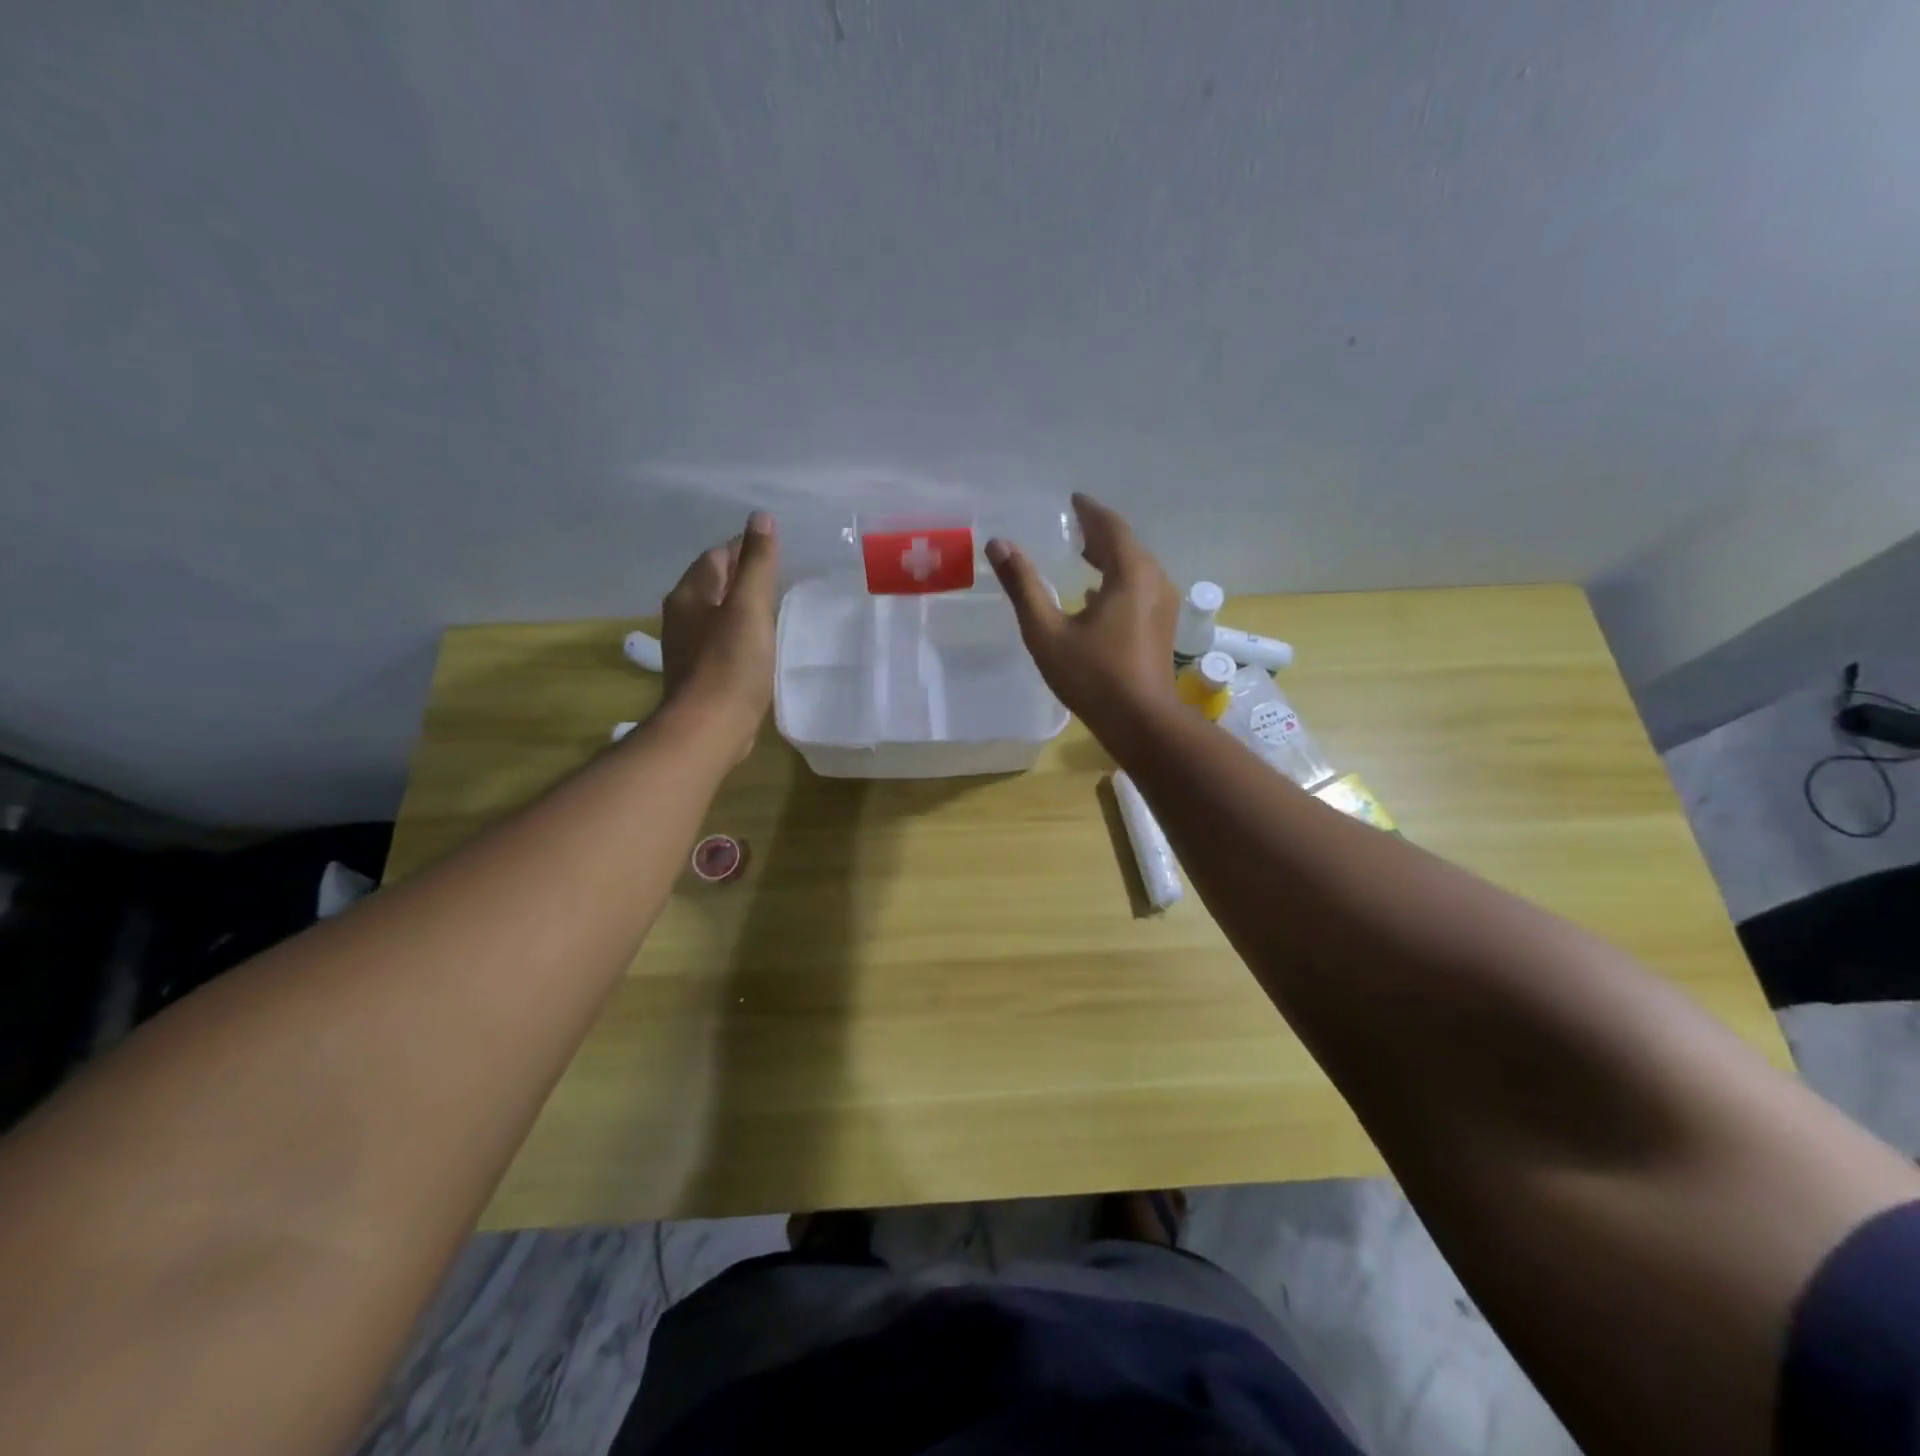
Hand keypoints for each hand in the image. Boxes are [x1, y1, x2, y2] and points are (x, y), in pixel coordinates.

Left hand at [659, 512, 780, 761]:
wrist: (710, 727)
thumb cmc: (731, 664)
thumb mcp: (750, 607)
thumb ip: (758, 563)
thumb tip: (760, 518)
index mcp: (689, 594)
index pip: (716, 556)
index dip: (743, 548)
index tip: (773, 551)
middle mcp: (681, 615)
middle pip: (713, 583)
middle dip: (741, 576)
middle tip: (778, 577)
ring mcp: (688, 647)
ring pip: (716, 613)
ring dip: (740, 607)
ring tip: (772, 608)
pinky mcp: (700, 673)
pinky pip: (721, 641)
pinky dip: (739, 634)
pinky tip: (759, 644)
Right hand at [985, 493, 1179, 733]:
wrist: (1142, 723)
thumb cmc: (1093, 677)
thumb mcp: (1047, 632)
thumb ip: (1023, 586)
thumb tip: (999, 544)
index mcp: (1130, 574)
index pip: (1111, 527)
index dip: (1090, 511)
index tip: (1072, 500)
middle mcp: (1155, 581)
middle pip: (1127, 545)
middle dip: (1100, 533)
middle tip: (1073, 526)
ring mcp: (1163, 606)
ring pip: (1136, 568)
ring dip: (1110, 557)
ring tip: (1082, 554)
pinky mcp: (1162, 628)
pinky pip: (1140, 589)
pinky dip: (1117, 581)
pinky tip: (1095, 596)